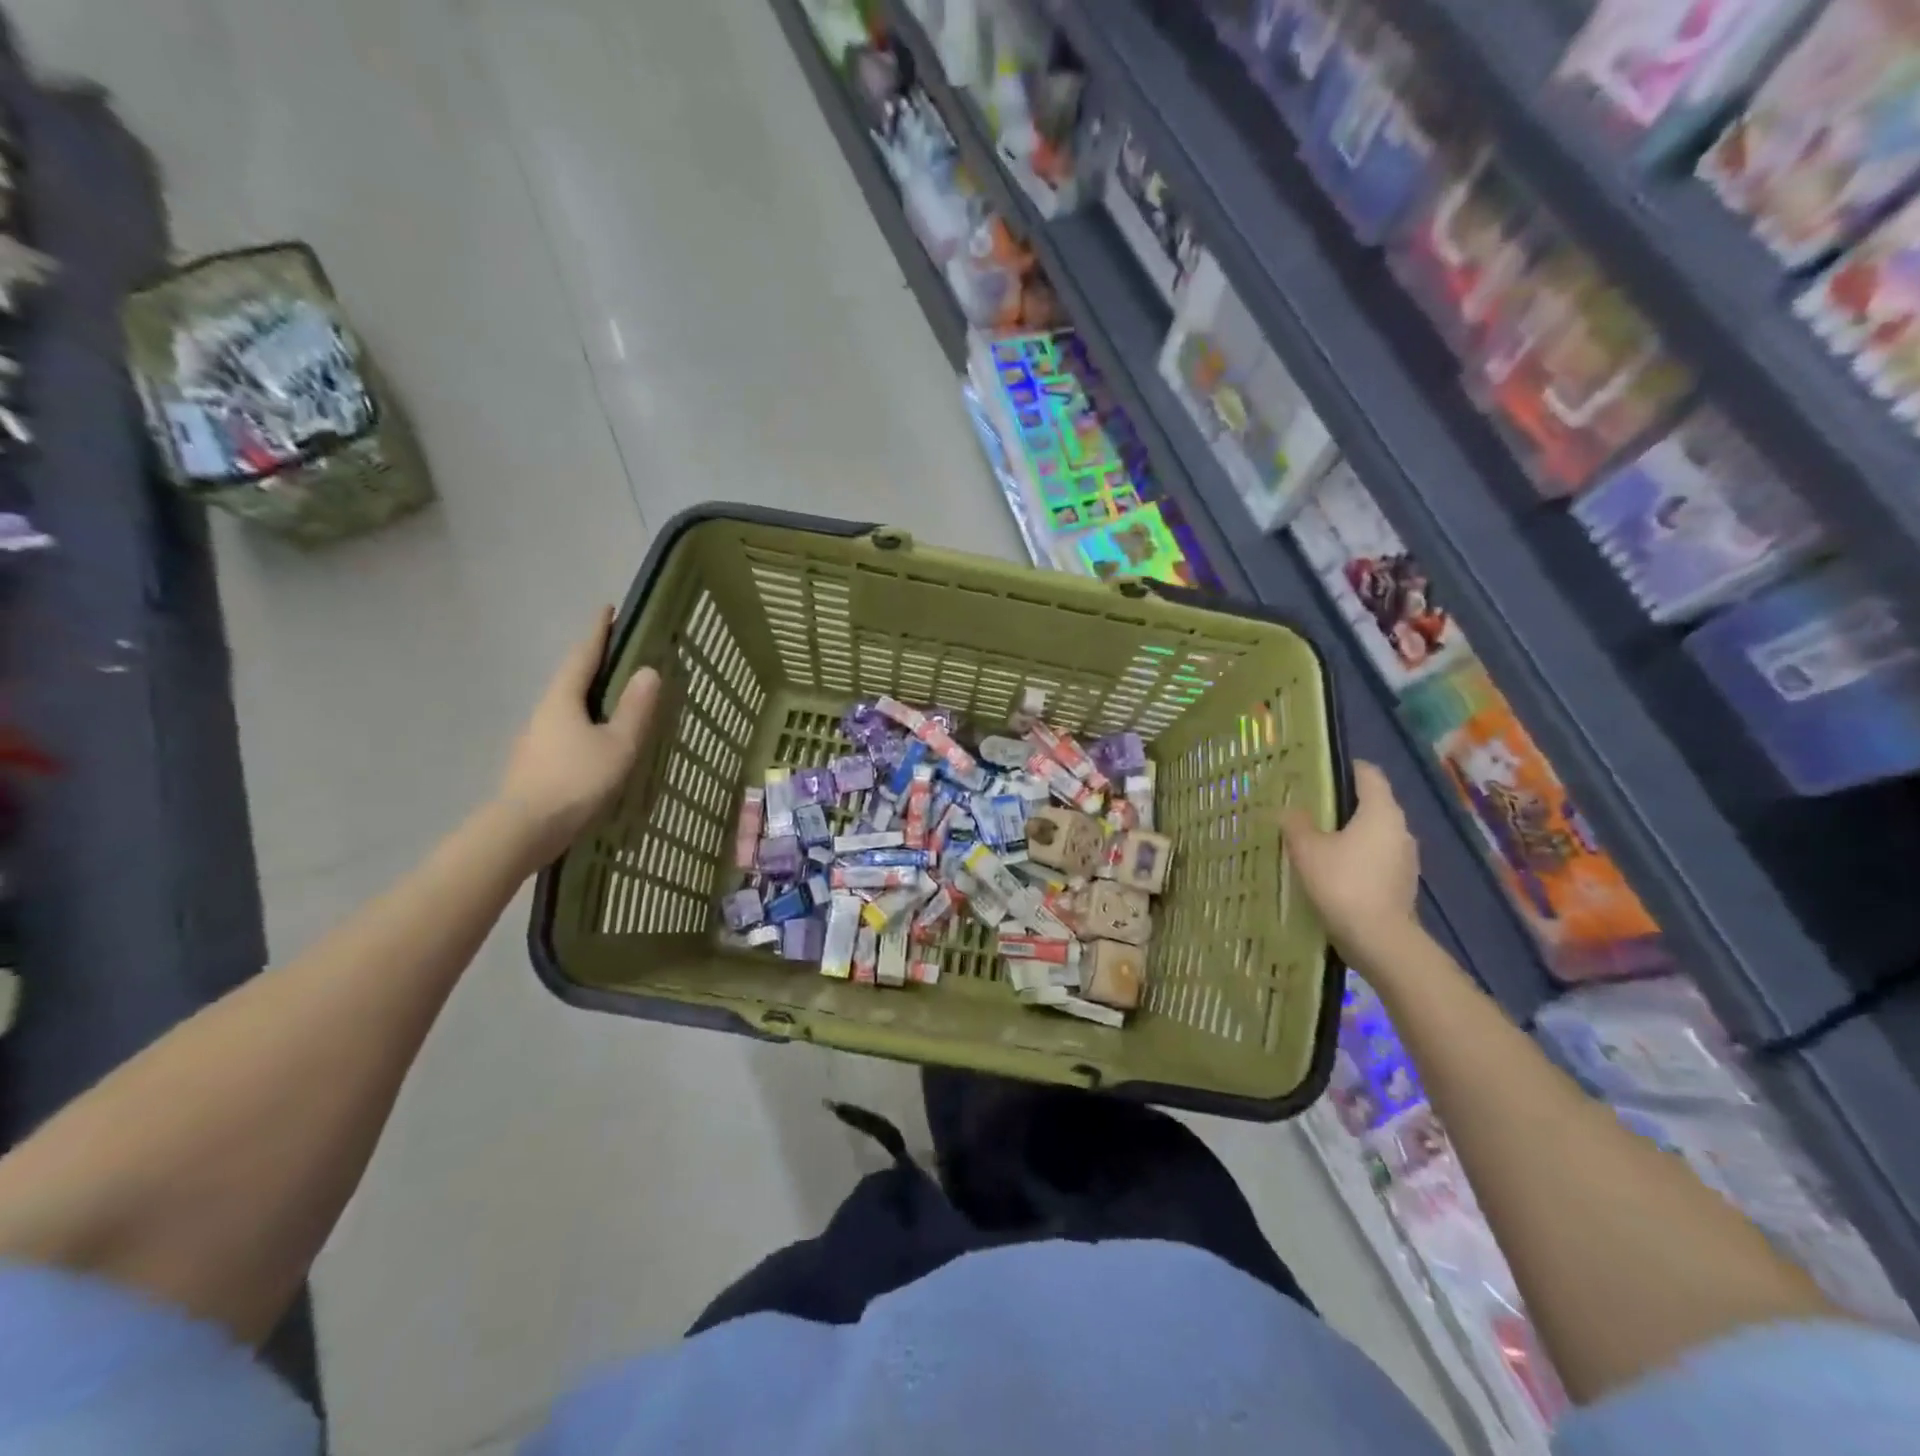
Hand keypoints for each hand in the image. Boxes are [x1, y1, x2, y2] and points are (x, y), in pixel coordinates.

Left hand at [495, 610, 659, 870]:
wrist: (524, 830)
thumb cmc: (576, 781)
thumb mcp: (618, 745)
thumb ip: (636, 709)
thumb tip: (649, 670)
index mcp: (563, 699)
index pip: (584, 655)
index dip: (598, 632)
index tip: (608, 609)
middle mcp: (544, 711)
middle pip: (572, 678)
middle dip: (594, 663)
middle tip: (620, 653)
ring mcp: (535, 738)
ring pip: (567, 706)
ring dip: (589, 695)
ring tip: (614, 698)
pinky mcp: (535, 762)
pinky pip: (565, 730)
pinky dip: (584, 722)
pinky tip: (596, 740)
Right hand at [1280, 761, 1421, 972]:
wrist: (1379, 939)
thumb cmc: (1342, 883)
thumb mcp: (1307, 849)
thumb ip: (1296, 823)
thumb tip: (1290, 810)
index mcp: (1381, 811)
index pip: (1368, 774)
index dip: (1344, 768)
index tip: (1317, 772)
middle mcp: (1400, 828)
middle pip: (1372, 803)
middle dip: (1342, 803)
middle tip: (1307, 807)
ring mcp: (1405, 857)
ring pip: (1374, 832)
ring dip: (1349, 833)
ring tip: (1316, 840)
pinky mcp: (1402, 882)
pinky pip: (1376, 857)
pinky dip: (1357, 857)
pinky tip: (1332, 870)